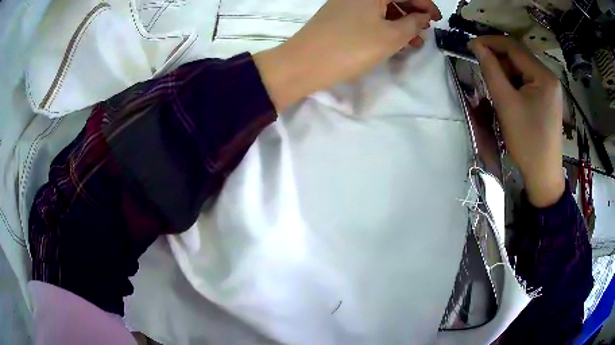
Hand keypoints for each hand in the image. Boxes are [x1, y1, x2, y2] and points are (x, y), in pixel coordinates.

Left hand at [254, 0, 441, 111]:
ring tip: (414, 42)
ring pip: (382, 9)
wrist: (304, 63)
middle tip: (425, 31)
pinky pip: (369, 16)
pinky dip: (384, 26)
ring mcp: (346, 4)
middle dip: (413, 13)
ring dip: (400, 22)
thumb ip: (412, 23)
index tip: (437, 20)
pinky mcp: (339, 17)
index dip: (425, 4)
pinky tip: (393, 41)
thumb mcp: (391, 36)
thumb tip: (422, 17)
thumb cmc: (351, 47)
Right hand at [469, 36, 564, 206]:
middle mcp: (549, 77)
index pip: (514, 47)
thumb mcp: (506, 104)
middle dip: (499, 61)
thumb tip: (477, 46)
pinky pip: (528, 83)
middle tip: (482, 71)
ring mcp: (550, 89)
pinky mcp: (548, 100)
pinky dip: (515, 85)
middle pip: (519, 58)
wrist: (543, 176)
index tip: (471, 45)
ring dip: (506, 74)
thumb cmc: (527, 142)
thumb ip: (491, 70)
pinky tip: (509, 97)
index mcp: (544, 76)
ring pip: (523, 70)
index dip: (491, 42)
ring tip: (496, 90)